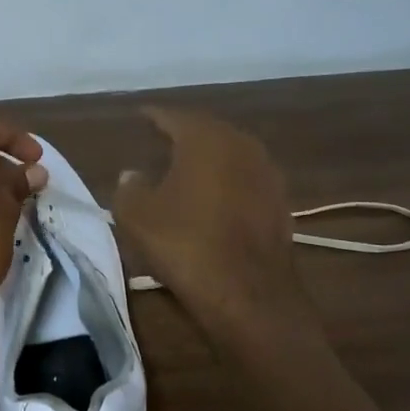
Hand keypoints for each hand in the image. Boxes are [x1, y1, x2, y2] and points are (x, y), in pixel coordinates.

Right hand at [112, 108, 307, 343]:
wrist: (248, 294)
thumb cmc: (186, 245)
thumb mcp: (137, 216)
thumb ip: (129, 188)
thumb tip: (133, 175)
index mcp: (206, 139)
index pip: (174, 116)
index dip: (154, 116)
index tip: (140, 115)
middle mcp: (242, 146)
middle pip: (208, 131)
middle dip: (184, 134)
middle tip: (162, 138)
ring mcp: (267, 174)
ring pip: (231, 155)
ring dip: (209, 159)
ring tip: (186, 167)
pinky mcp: (281, 204)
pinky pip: (246, 181)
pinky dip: (227, 183)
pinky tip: (214, 198)